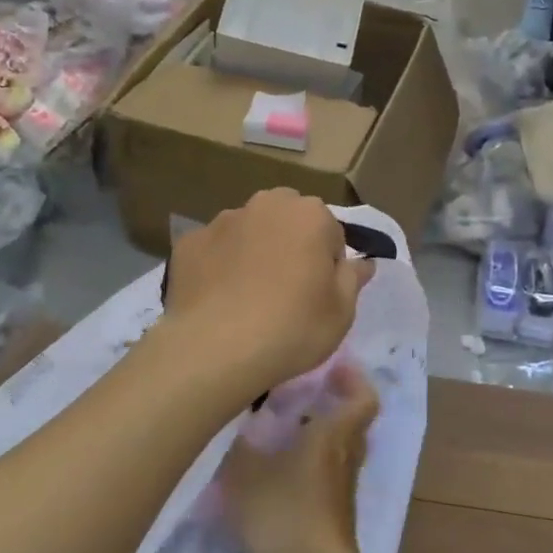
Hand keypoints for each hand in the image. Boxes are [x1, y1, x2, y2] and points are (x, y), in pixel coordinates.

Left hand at [161, 189, 373, 399]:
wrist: (215, 348)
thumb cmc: (292, 328)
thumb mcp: (341, 312)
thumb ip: (353, 278)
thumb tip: (363, 262)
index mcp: (310, 214)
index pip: (331, 232)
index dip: (328, 264)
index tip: (319, 294)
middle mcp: (266, 204)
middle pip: (288, 219)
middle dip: (291, 243)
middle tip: (287, 289)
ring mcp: (223, 220)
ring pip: (249, 230)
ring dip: (254, 250)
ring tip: (248, 296)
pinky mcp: (190, 242)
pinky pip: (214, 249)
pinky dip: (219, 265)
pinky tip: (218, 299)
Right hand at [219, 362, 377, 552]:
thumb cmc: (284, 513)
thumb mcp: (246, 472)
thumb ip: (239, 444)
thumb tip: (236, 424)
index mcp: (333, 437)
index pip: (363, 398)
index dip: (354, 379)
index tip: (334, 366)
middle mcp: (344, 461)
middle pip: (352, 425)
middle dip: (332, 407)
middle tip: (302, 396)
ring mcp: (340, 495)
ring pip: (338, 456)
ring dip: (318, 442)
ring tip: (282, 435)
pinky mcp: (331, 523)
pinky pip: (324, 485)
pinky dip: (308, 475)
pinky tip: (275, 480)